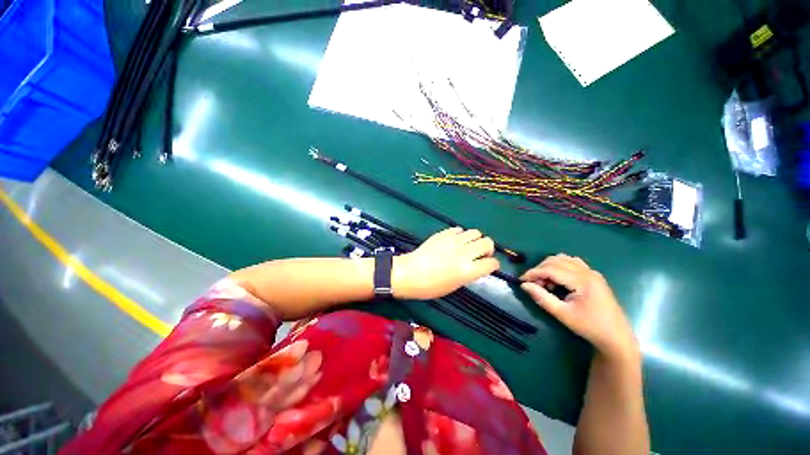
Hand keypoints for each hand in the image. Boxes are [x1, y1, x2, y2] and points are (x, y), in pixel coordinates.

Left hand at [392, 227, 499, 299]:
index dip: (492, 265)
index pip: (492, 263)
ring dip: (475, 240)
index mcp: (468, 270)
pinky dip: (460, 235)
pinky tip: (454, 241)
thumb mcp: (454, 285)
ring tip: (467, 246)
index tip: (488, 265)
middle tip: (480, 254)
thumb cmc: (430, 287)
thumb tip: (476, 265)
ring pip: (475, 232)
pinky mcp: (443, 233)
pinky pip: (459, 229)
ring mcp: (453, 241)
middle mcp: (464, 253)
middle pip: (488, 242)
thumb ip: (469, 273)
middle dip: (487, 249)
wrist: (410, 273)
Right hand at [520, 254, 638, 360]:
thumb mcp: (562, 314)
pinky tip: (557, 279)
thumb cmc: (589, 327)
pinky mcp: (593, 275)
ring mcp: (592, 272)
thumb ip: (542, 298)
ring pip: (563, 259)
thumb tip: (524, 285)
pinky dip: (559, 266)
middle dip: (540, 270)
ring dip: (548, 267)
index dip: (533, 273)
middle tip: (533, 284)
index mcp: (582, 281)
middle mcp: (587, 271)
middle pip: (555, 261)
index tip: (521, 281)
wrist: (616, 337)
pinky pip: (572, 262)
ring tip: (544, 283)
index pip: (551, 269)